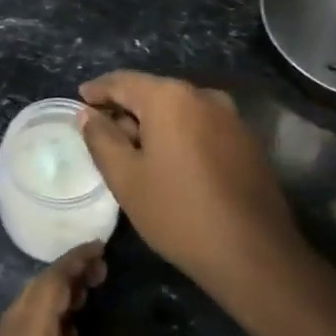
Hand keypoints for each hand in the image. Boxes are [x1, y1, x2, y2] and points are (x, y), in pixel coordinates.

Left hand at [0, 243, 171, 335]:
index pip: (52, 280)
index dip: (76, 260)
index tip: (102, 247)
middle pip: (37, 290)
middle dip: (69, 276)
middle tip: (104, 272)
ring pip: (28, 311)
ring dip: (57, 299)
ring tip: (92, 298)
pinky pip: (23, 332)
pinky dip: (47, 323)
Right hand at [79, 71, 310, 307]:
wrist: (255, 254)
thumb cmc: (178, 212)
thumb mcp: (126, 178)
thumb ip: (101, 139)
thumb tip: (88, 114)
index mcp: (169, 97)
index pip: (123, 81)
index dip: (98, 90)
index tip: (80, 100)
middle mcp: (203, 96)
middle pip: (153, 92)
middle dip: (126, 108)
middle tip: (103, 131)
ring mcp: (230, 117)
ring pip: (180, 110)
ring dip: (154, 123)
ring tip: (135, 149)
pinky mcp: (247, 141)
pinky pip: (202, 126)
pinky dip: (180, 134)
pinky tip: (171, 162)